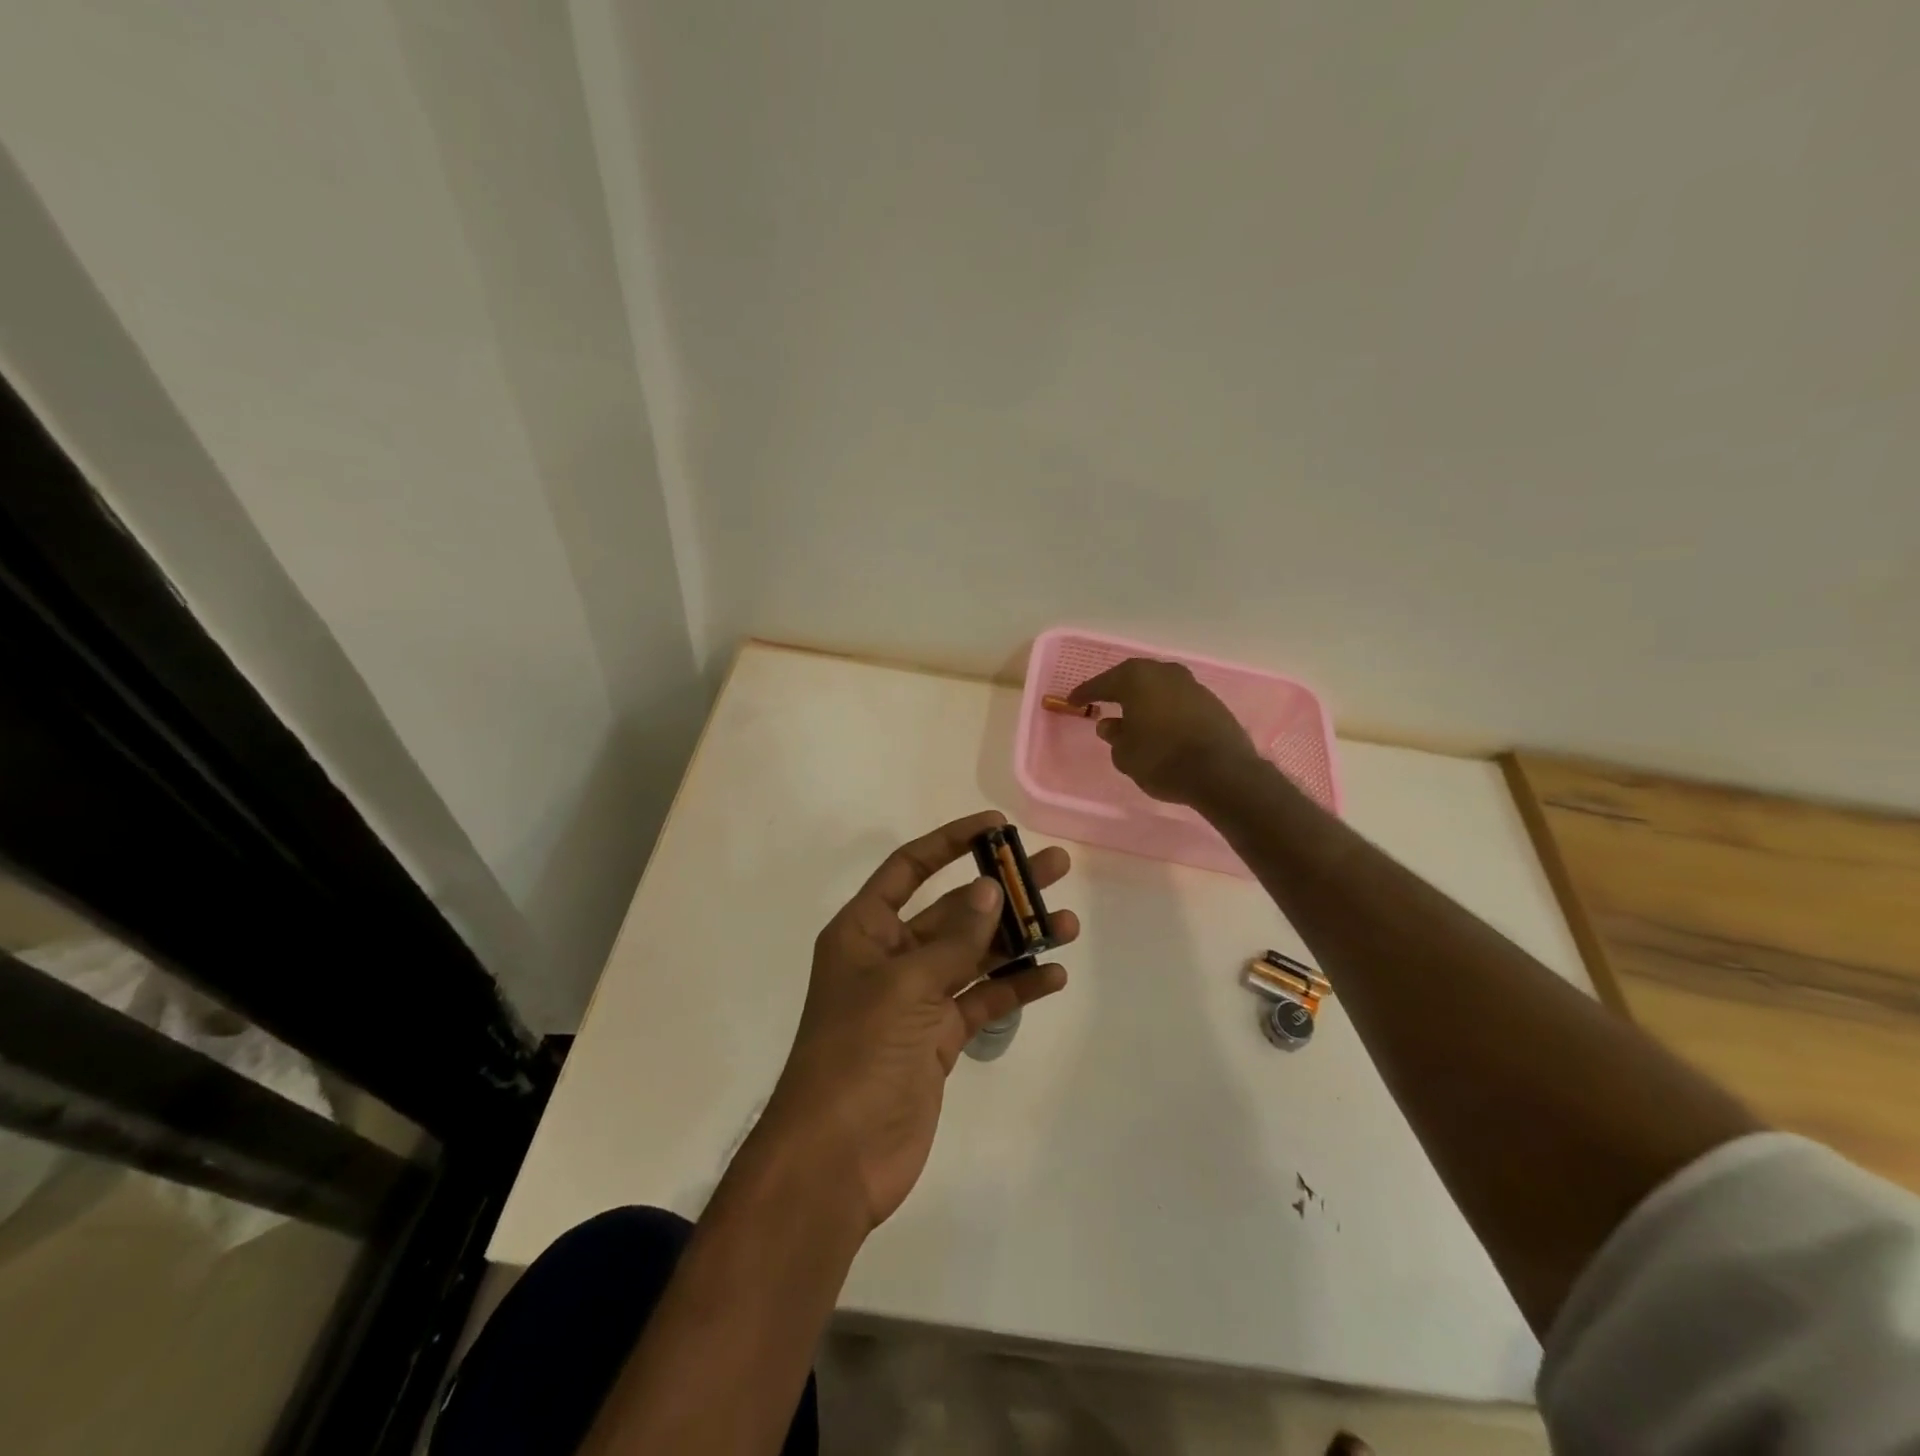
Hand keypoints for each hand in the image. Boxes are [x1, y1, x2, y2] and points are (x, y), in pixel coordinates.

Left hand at [761, 811, 1076, 1230]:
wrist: (837, 1158)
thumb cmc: (858, 1053)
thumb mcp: (905, 985)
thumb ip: (954, 939)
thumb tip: (990, 888)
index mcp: (864, 930)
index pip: (910, 868)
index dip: (950, 842)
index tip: (996, 827)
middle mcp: (890, 956)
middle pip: (954, 910)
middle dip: (1002, 890)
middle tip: (1054, 868)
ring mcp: (916, 998)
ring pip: (974, 955)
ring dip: (1018, 939)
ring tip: (1067, 922)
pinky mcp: (937, 1038)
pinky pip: (981, 1000)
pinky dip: (1014, 988)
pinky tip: (1052, 975)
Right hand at [1069, 658, 1263, 806]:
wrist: (1222, 772)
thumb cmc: (1162, 760)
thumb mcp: (1125, 754)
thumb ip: (1114, 736)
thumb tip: (1110, 724)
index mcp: (1137, 679)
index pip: (1102, 683)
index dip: (1085, 693)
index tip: (1072, 700)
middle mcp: (1164, 672)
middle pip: (1133, 676)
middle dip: (1116, 688)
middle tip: (1102, 699)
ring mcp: (1191, 684)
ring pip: (1158, 685)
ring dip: (1144, 697)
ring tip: (1131, 712)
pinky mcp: (1211, 701)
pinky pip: (1177, 699)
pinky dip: (1164, 707)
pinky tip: (1159, 723)